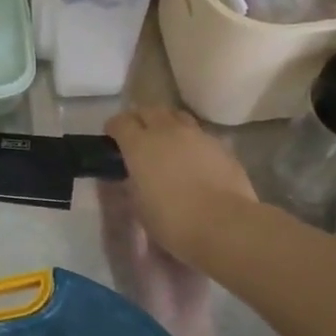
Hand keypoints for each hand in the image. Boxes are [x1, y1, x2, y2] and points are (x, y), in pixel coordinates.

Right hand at [105, 108, 261, 266]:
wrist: (224, 224)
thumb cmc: (172, 220)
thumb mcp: (140, 204)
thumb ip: (134, 183)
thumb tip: (135, 176)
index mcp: (140, 145)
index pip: (121, 122)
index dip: (114, 127)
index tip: (111, 137)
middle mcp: (167, 131)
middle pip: (149, 110)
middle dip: (140, 118)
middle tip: (137, 134)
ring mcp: (197, 135)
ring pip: (176, 116)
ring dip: (166, 123)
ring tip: (165, 139)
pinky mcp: (220, 145)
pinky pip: (198, 133)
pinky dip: (189, 139)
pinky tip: (191, 156)